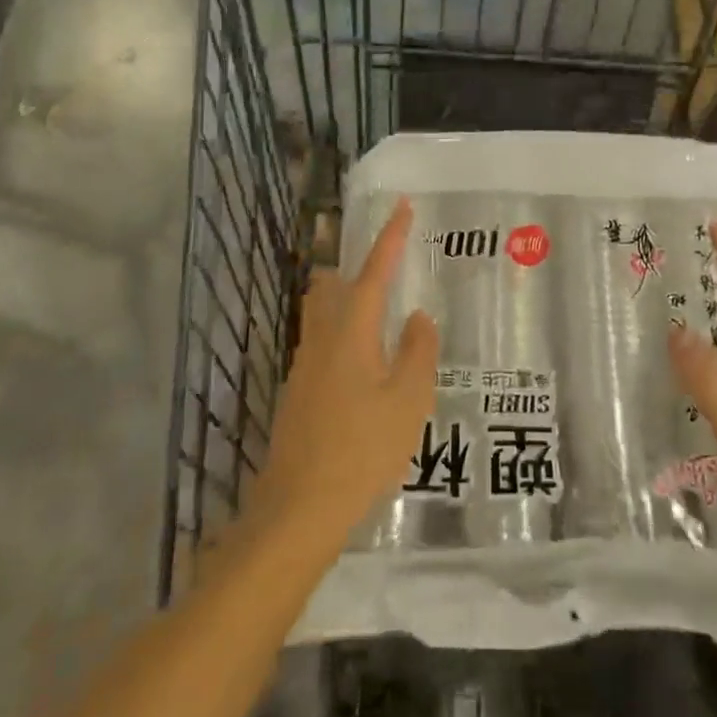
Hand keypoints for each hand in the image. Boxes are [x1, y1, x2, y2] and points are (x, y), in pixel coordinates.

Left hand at [250, 200, 438, 551]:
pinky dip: (344, 337)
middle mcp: (322, 338)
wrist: (298, 511)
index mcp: (352, 331)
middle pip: (333, 285)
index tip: (401, 205)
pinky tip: (364, 370)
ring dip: (348, 304)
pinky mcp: (297, 393)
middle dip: (358, 269)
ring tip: (383, 322)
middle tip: (390, 274)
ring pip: (323, 314)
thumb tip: (417, 316)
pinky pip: (322, 344)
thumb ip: (418, 352)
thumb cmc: (361, 451)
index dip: (390, 237)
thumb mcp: (408, 401)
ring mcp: (304, 366)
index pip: (374, 270)